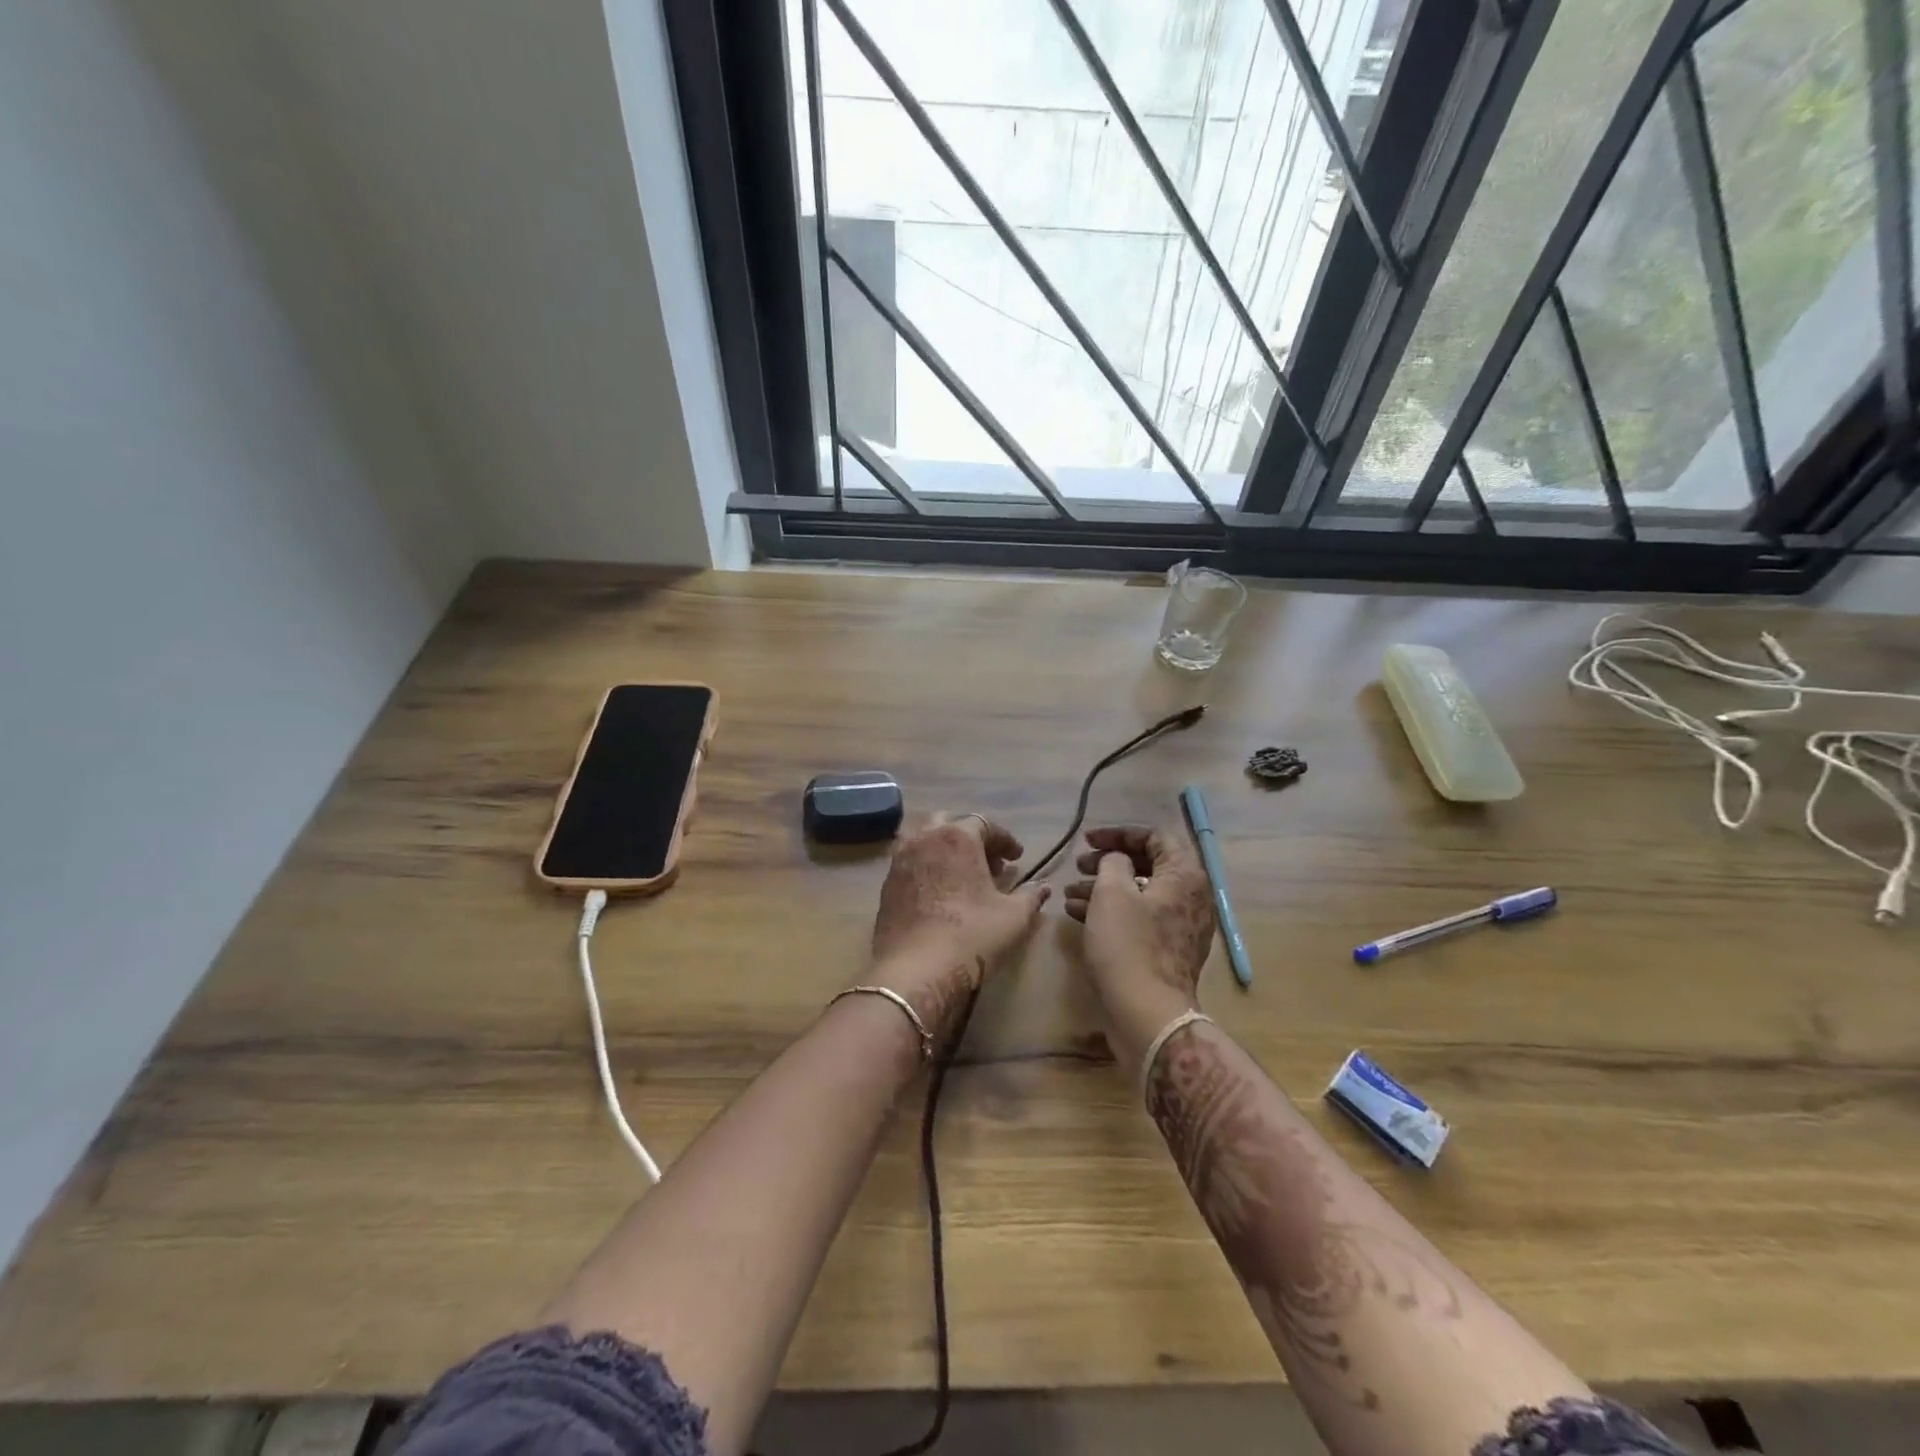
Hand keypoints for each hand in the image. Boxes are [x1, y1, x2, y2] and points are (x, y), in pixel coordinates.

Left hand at [868, 814, 1049, 1043]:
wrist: (915, 971)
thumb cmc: (972, 935)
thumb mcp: (1013, 917)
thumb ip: (1031, 896)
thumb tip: (1044, 887)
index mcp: (957, 837)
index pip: (985, 824)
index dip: (1004, 840)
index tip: (1016, 857)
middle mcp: (924, 838)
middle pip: (949, 823)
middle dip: (971, 838)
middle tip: (989, 863)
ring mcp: (900, 860)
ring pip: (924, 839)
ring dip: (945, 849)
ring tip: (961, 874)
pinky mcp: (886, 884)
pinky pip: (910, 862)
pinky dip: (927, 866)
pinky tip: (939, 892)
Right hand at [1063, 825, 1215, 1034]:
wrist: (1147, 1013)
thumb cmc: (1128, 945)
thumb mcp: (1112, 892)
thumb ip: (1113, 862)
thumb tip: (1118, 861)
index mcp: (1185, 875)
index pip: (1155, 836)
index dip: (1118, 834)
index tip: (1088, 841)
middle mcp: (1191, 896)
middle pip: (1148, 864)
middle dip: (1109, 862)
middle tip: (1079, 864)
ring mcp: (1182, 926)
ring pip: (1140, 893)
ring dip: (1104, 887)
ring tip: (1070, 892)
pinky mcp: (1168, 950)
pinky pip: (1140, 918)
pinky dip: (1112, 911)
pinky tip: (1078, 914)